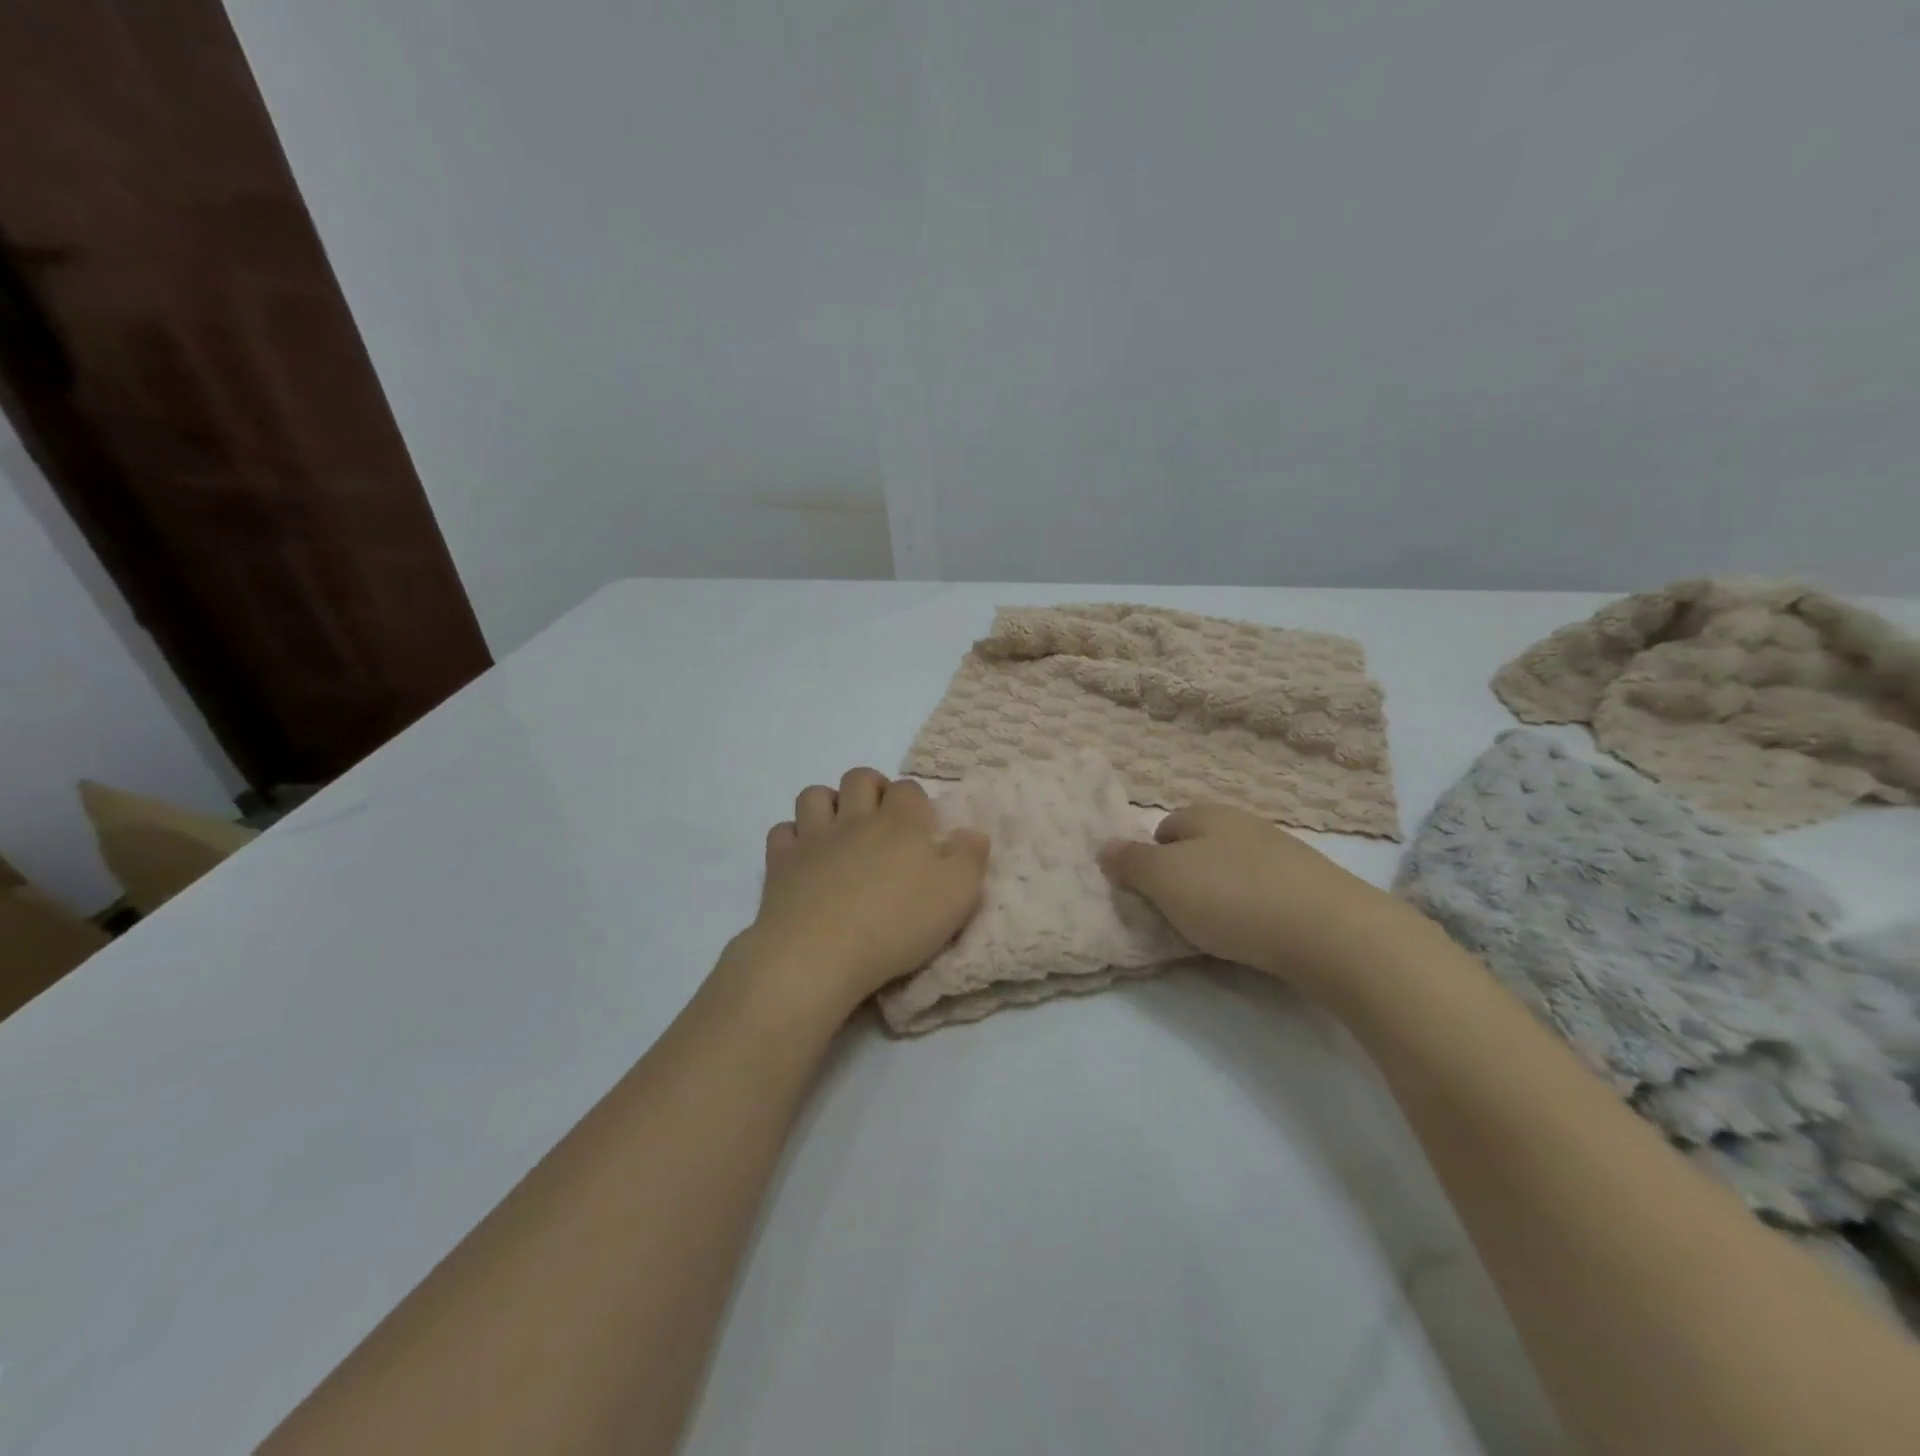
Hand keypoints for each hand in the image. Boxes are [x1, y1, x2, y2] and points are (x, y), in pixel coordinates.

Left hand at [737, 768, 988, 1020]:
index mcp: (900, 823)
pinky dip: (793, 837)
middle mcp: (855, 819)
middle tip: (882, 819)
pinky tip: (804, 856)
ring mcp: (813, 838)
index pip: (909, 789)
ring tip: (840, 829)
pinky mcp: (780, 863)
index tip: (921, 827)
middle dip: (872, 788)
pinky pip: (783, 832)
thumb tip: (973, 833)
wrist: (820, 954)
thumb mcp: (957, 895)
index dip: (916, 802)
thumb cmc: (896, 925)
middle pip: (860, 778)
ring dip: (829, 804)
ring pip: (815, 795)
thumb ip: (970, 858)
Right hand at [1098, 804, 1432, 994]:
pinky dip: (1256, 909)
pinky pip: (1267, 891)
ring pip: (1235, 869)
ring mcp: (1284, 852)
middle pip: (1201, 847)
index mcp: (1207, 814)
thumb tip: (1104, 846)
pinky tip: (1260, 934)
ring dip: (1223, 893)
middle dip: (1187, 877)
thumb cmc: (1233, 898)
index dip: (1152, 860)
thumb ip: (1130, 863)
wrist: (1331, 931)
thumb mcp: (1165, 880)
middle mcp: (1245, 823)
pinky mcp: (1314, 884)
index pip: (1164, 828)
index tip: (1155, 895)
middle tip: (1183, 913)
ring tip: (1222, 930)